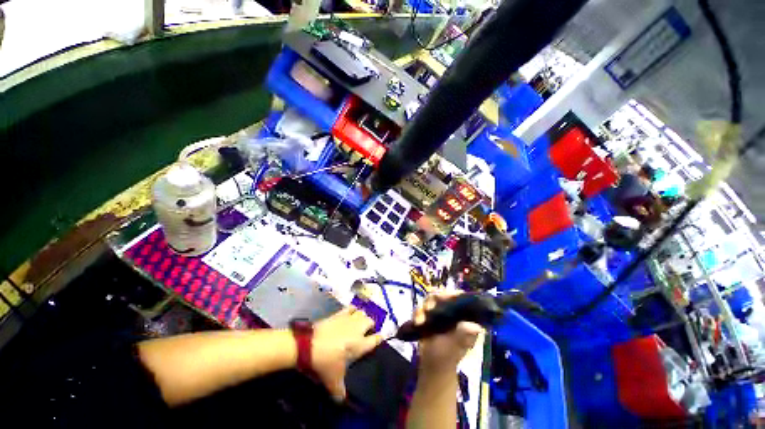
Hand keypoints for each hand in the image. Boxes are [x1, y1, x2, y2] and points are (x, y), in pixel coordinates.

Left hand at [311, 306, 382, 401]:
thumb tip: (342, 401)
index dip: (379, 339)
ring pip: (362, 313)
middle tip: (366, 332)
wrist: (308, 345)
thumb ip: (340, 391)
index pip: (376, 339)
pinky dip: (352, 310)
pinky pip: (350, 308)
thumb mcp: (333, 380)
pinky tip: (350, 314)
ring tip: (359, 323)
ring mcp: (348, 319)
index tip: (379, 339)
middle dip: (370, 326)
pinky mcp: (339, 313)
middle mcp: (357, 329)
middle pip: (370, 321)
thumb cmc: (325, 362)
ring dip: (362, 317)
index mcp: (360, 344)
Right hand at [414, 292, 482, 373]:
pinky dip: (417, 313)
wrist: (433, 366)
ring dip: (423, 308)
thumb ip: (464, 335)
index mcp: (463, 316)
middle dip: (433, 301)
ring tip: (420, 321)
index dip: (452, 295)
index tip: (443, 298)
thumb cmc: (448, 356)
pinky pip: (421, 308)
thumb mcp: (457, 345)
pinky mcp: (428, 316)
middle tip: (428, 309)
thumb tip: (477, 327)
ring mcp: (439, 312)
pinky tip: (416, 322)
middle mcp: (451, 311)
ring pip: (430, 300)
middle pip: (442, 295)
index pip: (460, 298)